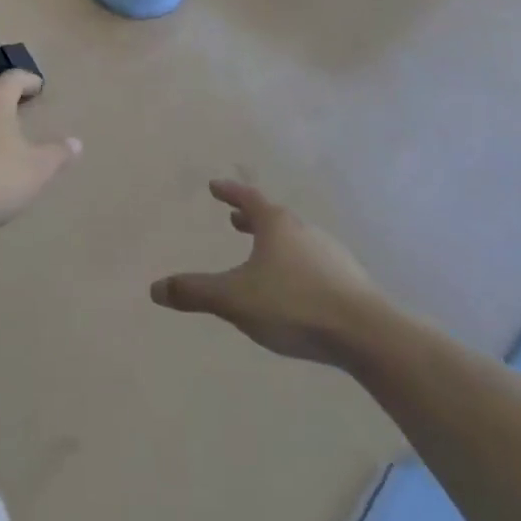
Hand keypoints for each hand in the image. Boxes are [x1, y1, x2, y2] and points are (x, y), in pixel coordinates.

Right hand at [151, 181, 384, 365]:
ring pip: (294, 240)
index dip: (230, 192)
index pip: (248, 199)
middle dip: (251, 219)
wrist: (365, 333)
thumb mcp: (235, 299)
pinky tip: (294, 288)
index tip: (215, 186)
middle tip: (235, 220)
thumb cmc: (293, 305)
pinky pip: (312, 263)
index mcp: (277, 225)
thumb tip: (154, 288)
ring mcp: (330, 254)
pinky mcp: (348, 280)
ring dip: (274, 242)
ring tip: (261, 256)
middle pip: (273, 218)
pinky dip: (294, 265)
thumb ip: (195, 292)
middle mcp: (304, 231)